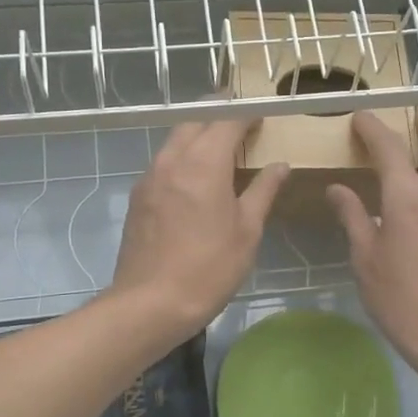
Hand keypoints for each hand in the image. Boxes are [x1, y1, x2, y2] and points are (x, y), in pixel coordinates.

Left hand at [110, 117, 288, 341]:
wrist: (150, 303)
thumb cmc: (209, 268)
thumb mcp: (247, 231)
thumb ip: (263, 191)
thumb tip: (280, 165)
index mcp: (204, 163)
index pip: (226, 119)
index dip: (246, 112)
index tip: (261, 114)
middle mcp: (173, 160)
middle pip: (196, 121)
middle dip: (219, 115)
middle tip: (242, 124)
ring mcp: (150, 177)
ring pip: (175, 140)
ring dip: (198, 135)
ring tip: (220, 150)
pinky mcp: (138, 197)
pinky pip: (163, 162)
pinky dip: (182, 158)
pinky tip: (195, 180)